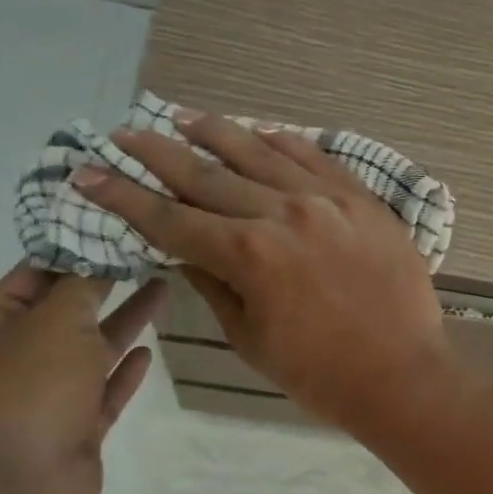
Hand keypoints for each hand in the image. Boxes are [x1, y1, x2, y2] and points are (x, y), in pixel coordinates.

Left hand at [0, 265, 163, 493]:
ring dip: (123, 321)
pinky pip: (104, 390)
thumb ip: (82, 287)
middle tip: (146, 253)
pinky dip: (124, 370)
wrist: (17, 486)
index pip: (33, 274)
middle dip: (104, 283)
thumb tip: (96, 256)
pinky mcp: (75, 428)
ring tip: (162, 288)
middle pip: (66, 310)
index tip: (113, 227)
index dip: (72, 249)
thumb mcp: (56, 321)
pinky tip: (149, 350)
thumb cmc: (28, 388)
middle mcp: (14, 356)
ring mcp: (46, 395)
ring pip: (91, 349)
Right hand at [77, 113, 452, 432]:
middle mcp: (283, 213)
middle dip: (158, 154)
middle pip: (208, 174)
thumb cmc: (320, 375)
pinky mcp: (363, 200)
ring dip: (216, 132)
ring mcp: (329, 200)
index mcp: (249, 255)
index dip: (125, 197)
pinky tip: (260, 131)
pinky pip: (317, 157)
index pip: (172, 219)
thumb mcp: (251, 339)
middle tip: (124, 134)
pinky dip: (283, 141)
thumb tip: (182, 250)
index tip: (89, 174)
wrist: (403, 376)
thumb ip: (214, 286)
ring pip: (261, 152)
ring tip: (182, 117)